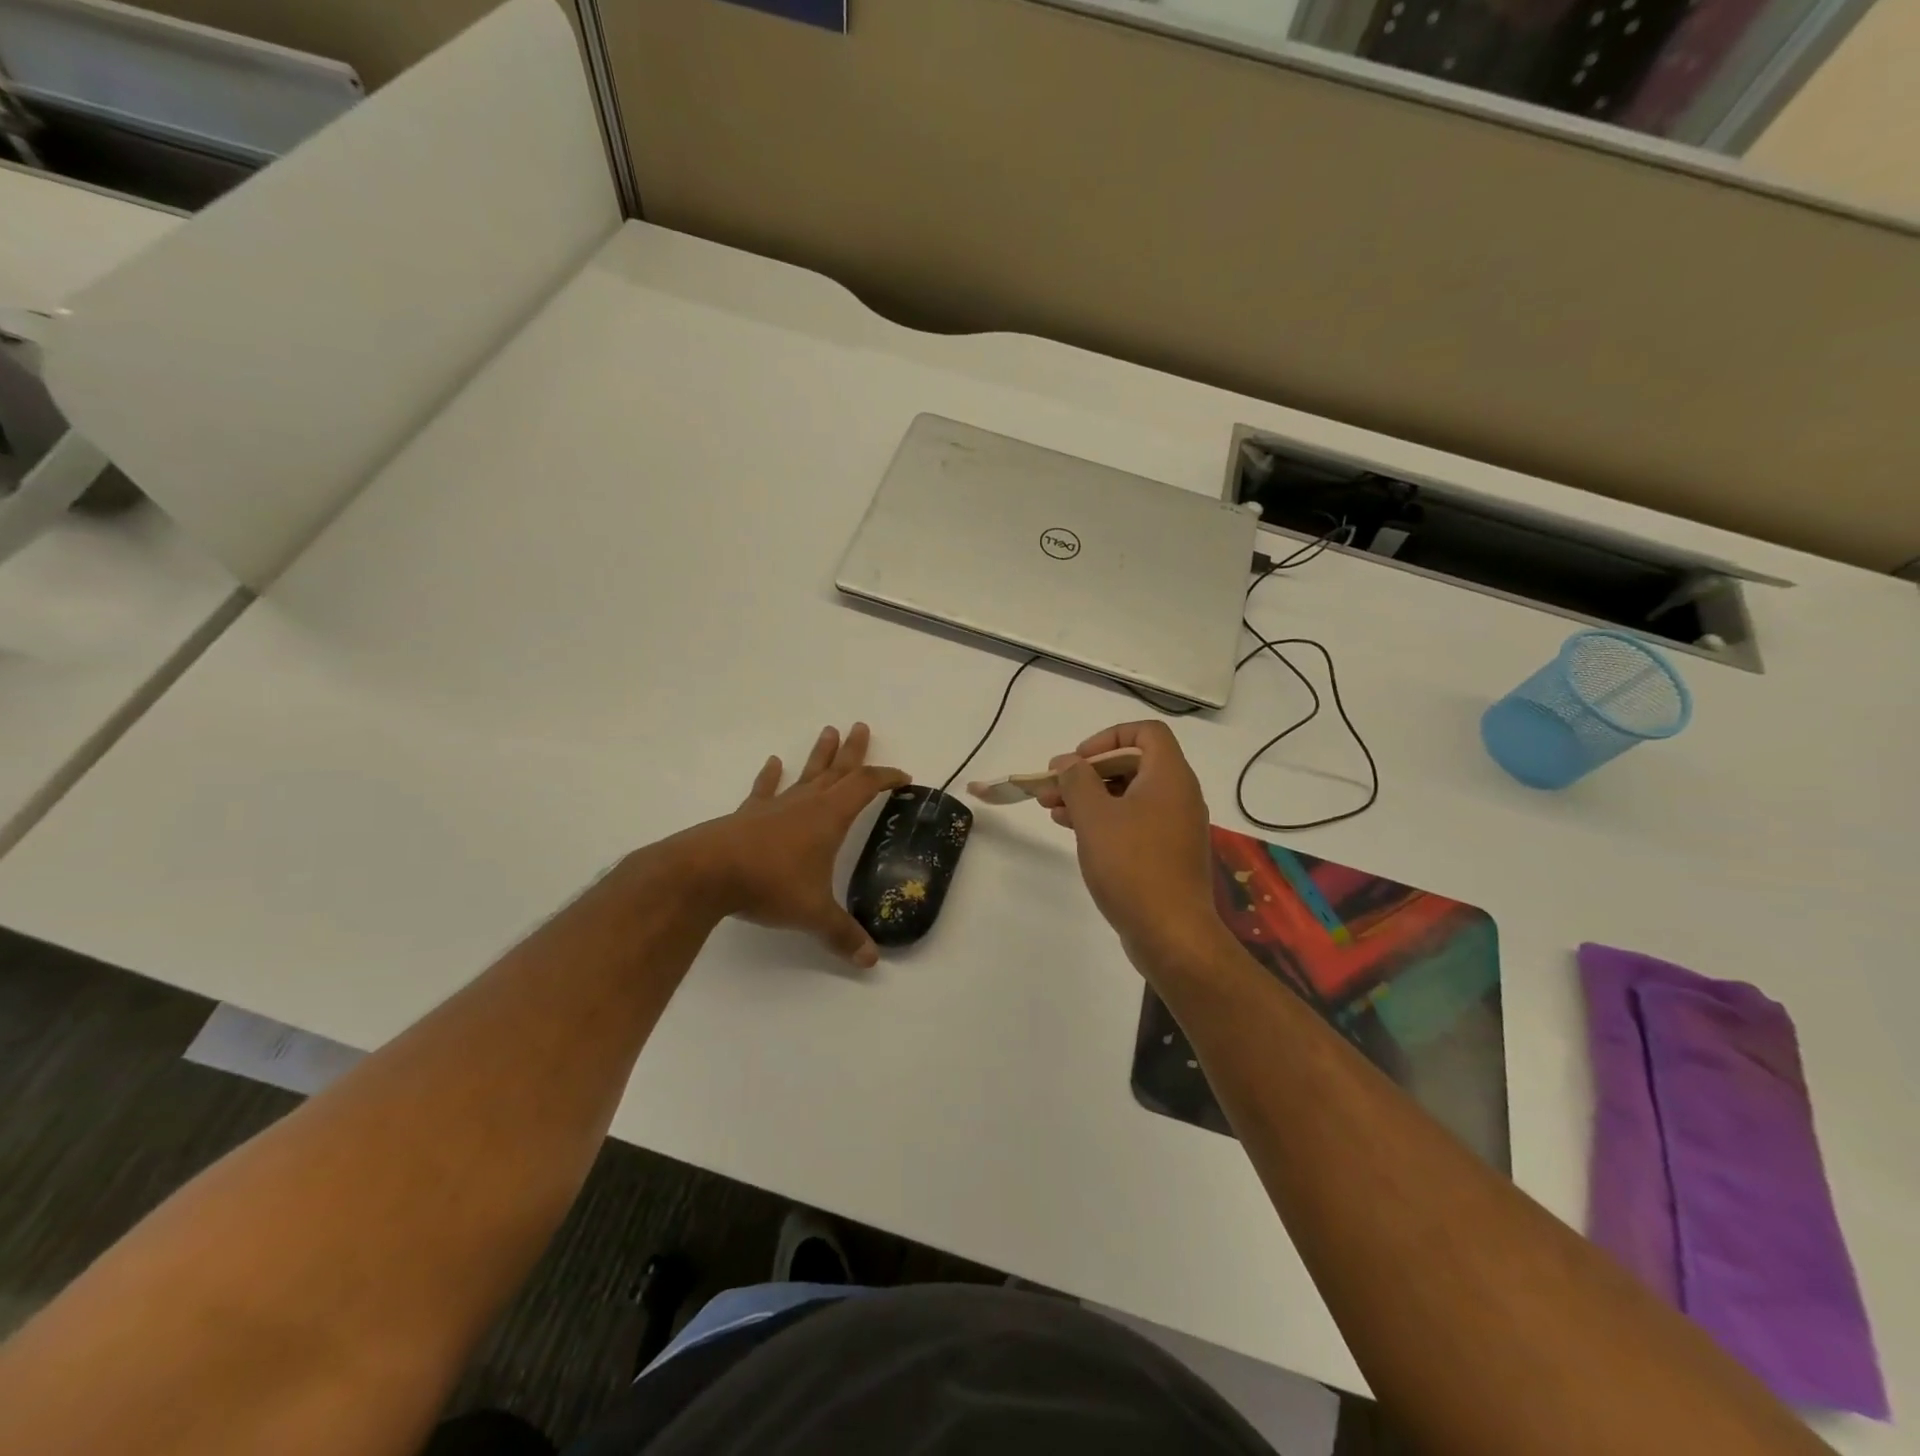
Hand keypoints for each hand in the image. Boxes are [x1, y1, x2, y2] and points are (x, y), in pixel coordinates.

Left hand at [679, 723, 907, 967]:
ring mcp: (775, 806)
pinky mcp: (747, 815)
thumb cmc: (770, 884)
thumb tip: (870, 960)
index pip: (865, 787)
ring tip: (829, 730)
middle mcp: (806, 804)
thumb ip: (842, 934)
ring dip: (819, 754)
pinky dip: (770, 777)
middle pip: (837, 770)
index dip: (886, 778)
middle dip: (853, 751)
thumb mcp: (813, 913)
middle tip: (862, 726)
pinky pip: (764, 790)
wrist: (708, 873)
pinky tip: (773, 763)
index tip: (903, 776)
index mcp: (829, 817)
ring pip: (805, 774)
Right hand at [1034, 721, 1224, 969]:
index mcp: (1169, 776)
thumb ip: (1077, 781)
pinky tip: (1073, 830)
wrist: (1171, 933)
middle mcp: (1178, 795)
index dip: (1109, 737)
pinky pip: (1134, 822)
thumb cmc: (1132, 865)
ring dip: (1090, 797)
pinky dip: (1105, 820)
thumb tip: (1068, 762)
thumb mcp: (1095, 816)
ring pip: (1129, 796)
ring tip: (1051, 808)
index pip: (1146, 732)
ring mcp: (1175, 826)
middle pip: (1132, 764)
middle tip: (1052, 786)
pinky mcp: (1167, 854)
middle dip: (1088, 772)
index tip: (1078, 760)